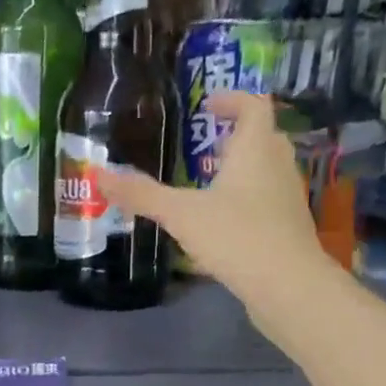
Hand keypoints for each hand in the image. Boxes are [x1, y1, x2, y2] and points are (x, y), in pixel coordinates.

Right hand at [98, 91, 334, 338]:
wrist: (288, 286)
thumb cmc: (237, 236)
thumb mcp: (181, 214)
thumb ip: (142, 194)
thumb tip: (97, 174)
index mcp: (256, 149)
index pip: (253, 105)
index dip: (232, 99)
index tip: (208, 104)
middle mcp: (278, 166)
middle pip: (263, 137)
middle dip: (235, 136)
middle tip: (205, 144)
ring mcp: (287, 198)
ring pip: (266, 171)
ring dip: (241, 170)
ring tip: (208, 184)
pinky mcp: (288, 229)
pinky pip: (266, 202)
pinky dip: (246, 201)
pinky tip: (222, 224)